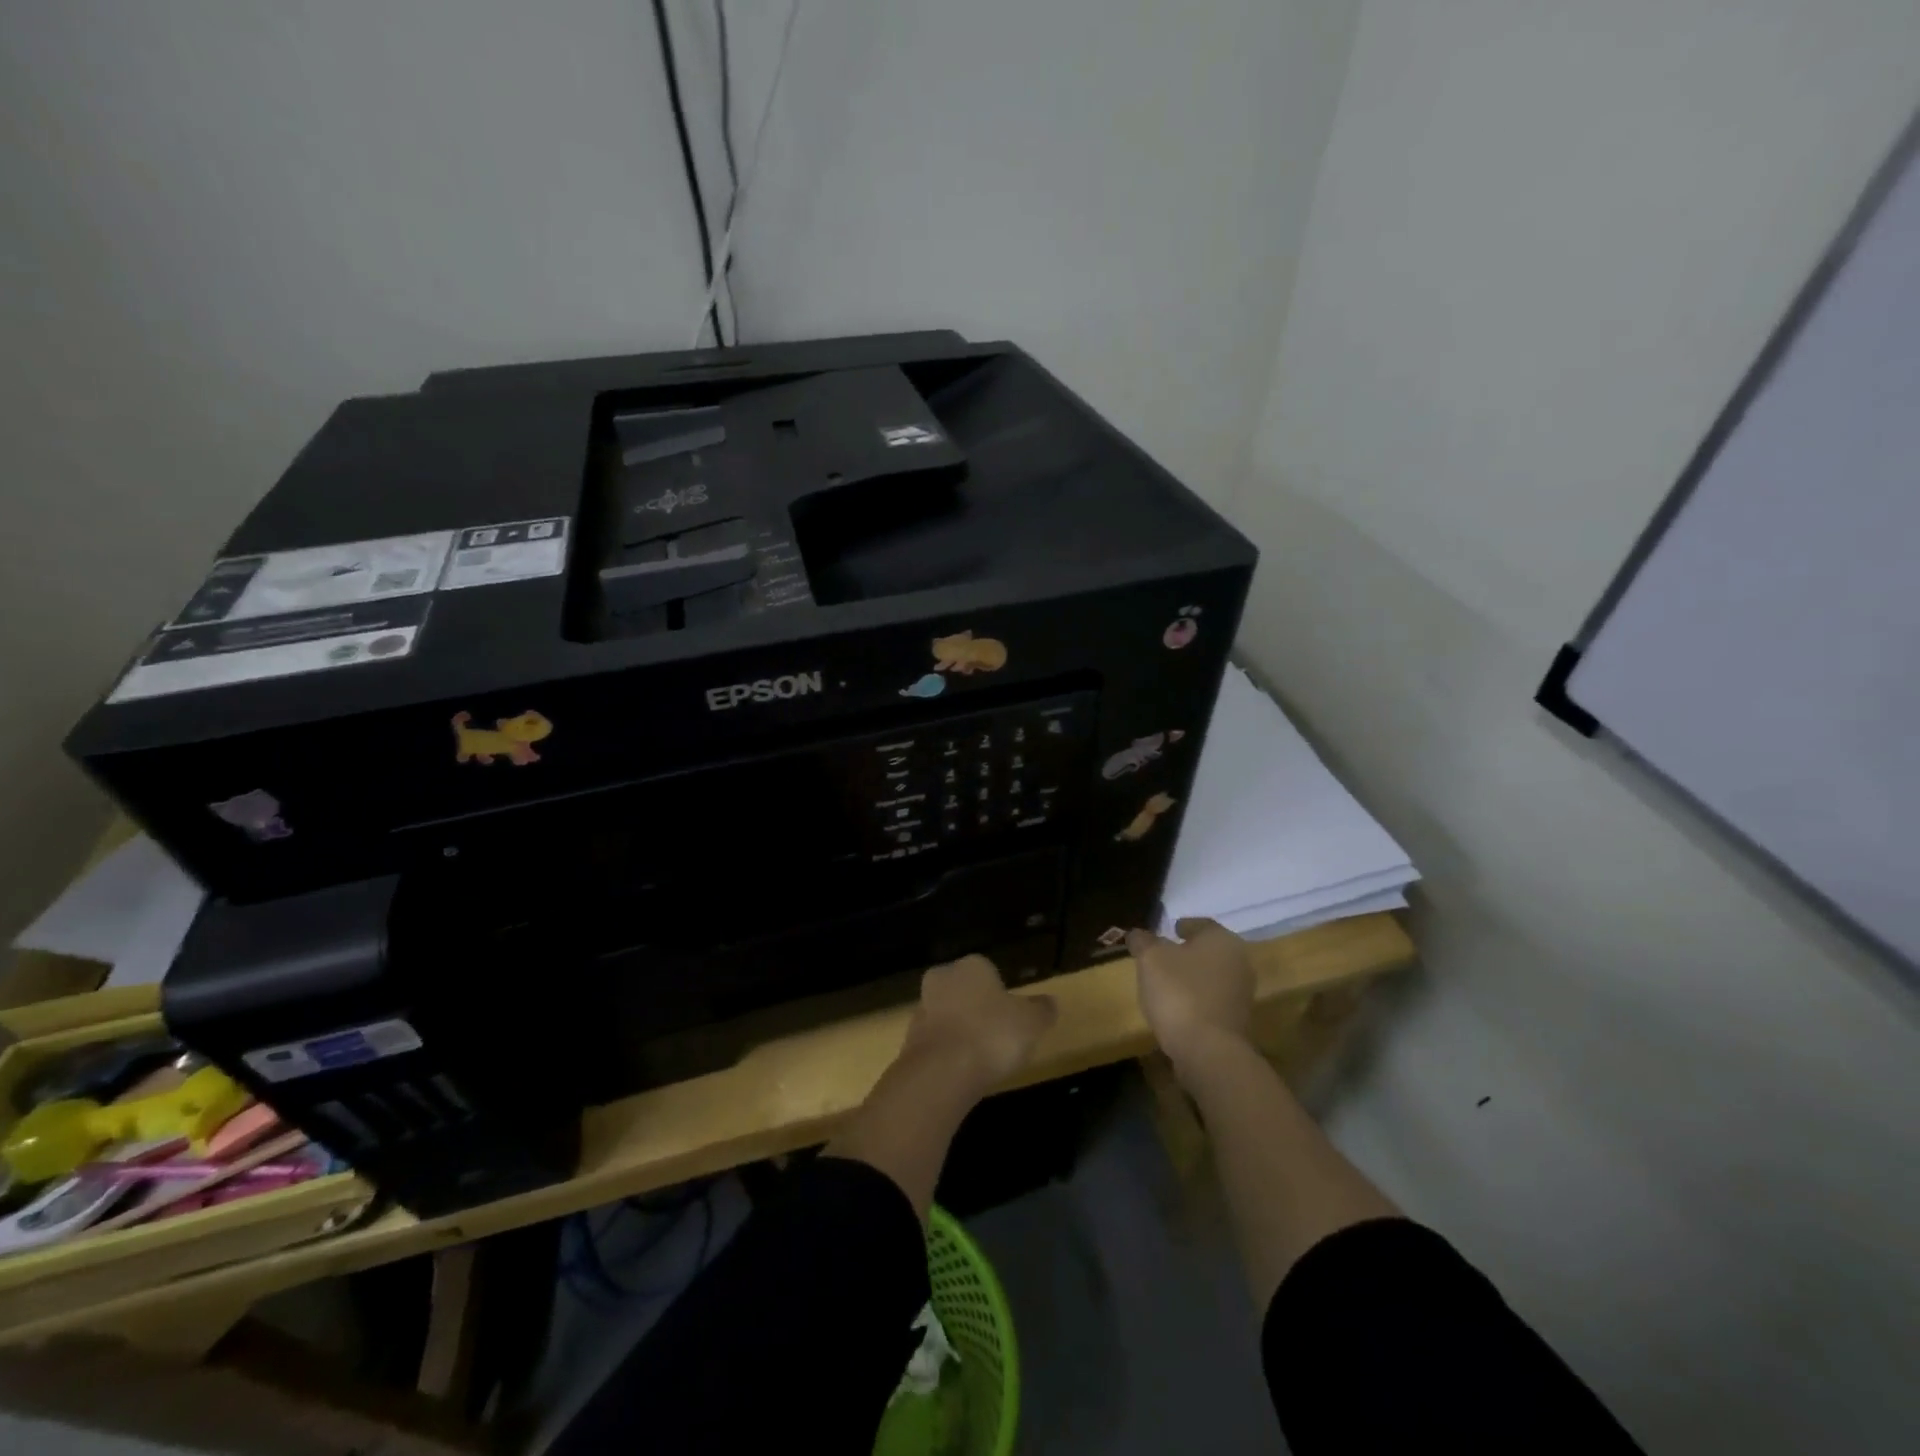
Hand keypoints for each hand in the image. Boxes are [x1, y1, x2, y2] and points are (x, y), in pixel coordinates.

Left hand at [901, 955, 1056, 1097]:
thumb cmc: (992, 1035)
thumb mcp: (1031, 1022)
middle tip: (996, 1034)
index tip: (1011, 1016)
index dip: (1001, 993)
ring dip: (960, 1030)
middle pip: (964, 990)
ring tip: (981, 1057)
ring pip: (947, 1014)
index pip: (988, 970)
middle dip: (976, 1008)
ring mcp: (922, 1008)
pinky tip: (962, 1071)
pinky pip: (936, 1041)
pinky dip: (948, 1052)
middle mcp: (943, 978)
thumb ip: (1041, 1009)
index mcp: (972, 966)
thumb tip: (1049, 1002)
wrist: (941, 1072)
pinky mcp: (910, 1039)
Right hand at [1127, 919, 1254, 1070]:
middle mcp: (1239, 962)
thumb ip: (1143, 941)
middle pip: (1209, 951)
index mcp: (1222, 939)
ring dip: (1192, 977)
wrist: (1209, 1051)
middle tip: (1163, 956)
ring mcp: (1241, 994)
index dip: (1182, 926)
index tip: (1168, 930)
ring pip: (1211, 976)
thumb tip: (1137, 934)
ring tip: (1166, 983)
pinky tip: (1177, 1007)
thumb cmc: (1179, 992)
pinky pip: (1212, 1000)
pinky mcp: (1238, 1021)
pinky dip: (1196, 999)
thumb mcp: (1150, 959)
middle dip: (1187, 952)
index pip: (1201, 924)